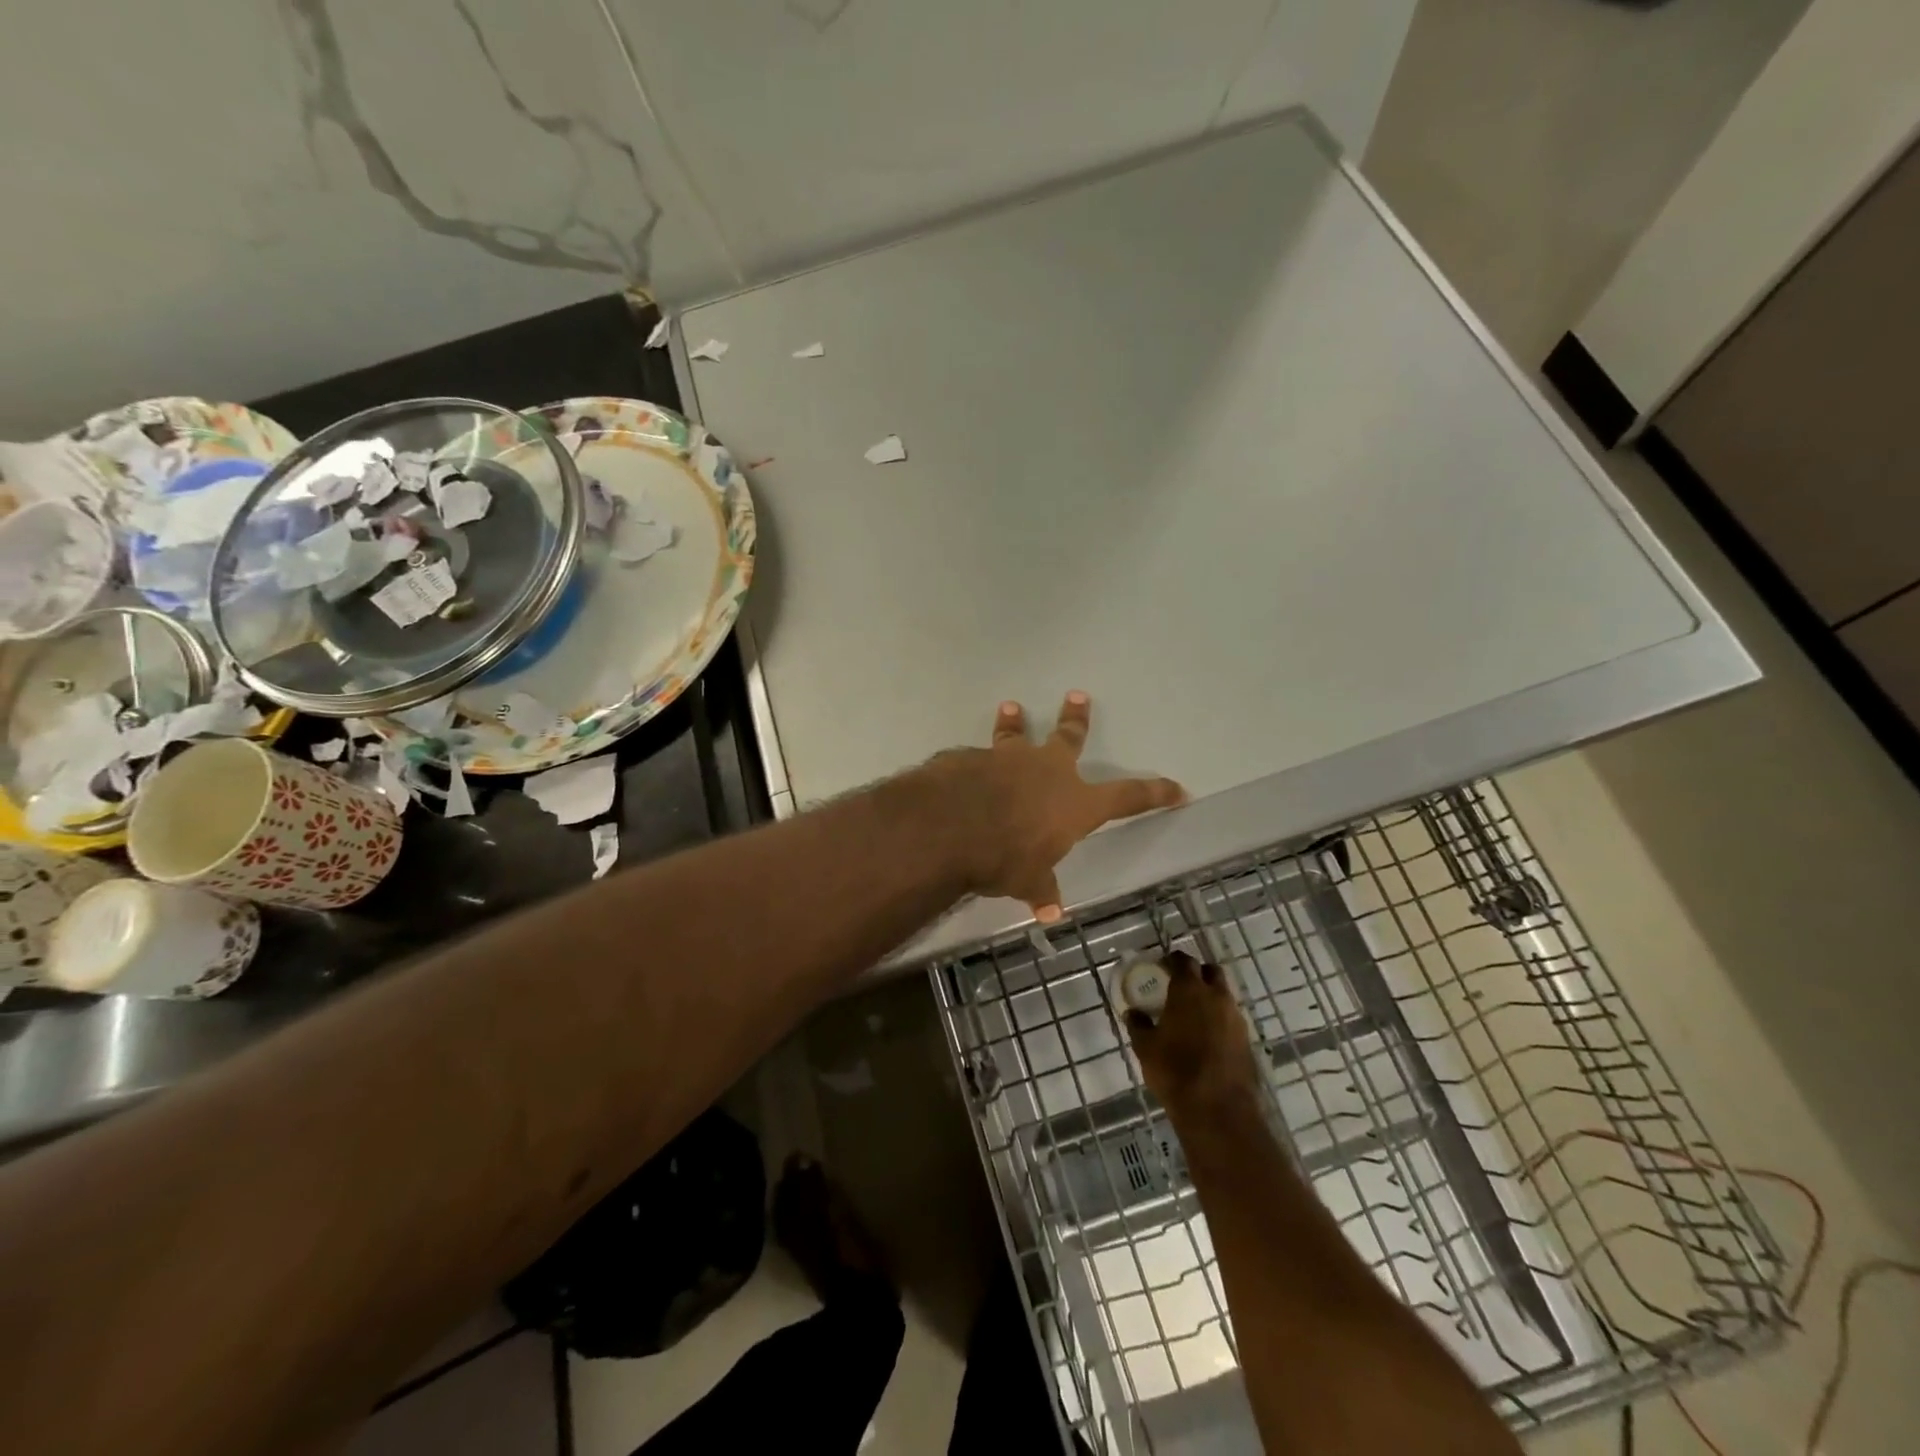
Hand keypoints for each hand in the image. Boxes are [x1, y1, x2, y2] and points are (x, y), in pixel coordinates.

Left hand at [927, 692, 1183, 921]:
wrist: (952, 824)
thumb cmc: (1005, 856)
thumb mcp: (1027, 880)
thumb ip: (1040, 889)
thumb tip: (1050, 913)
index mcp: (1075, 802)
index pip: (1128, 797)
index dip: (1155, 793)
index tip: (1177, 788)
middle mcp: (1047, 771)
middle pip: (1069, 739)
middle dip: (1076, 719)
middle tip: (1077, 696)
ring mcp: (1009, 759)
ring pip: (1016, 736)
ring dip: (1015, 723)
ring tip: (1011, 707)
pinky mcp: (973, 758)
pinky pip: (976, 758)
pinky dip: (974, 761)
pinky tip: (962, 766)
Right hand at [1126, 951, 1263, 1122]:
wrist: (1218, 1109)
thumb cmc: (1175, 1070)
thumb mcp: (1145, 1047)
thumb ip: (1138, 1025)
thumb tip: (1133, 1013)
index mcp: (1189, 990)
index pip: (1183, 961)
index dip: (1172, 960)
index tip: (1162, 966)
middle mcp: (1216, 996)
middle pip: (1210, 971)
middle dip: (1197, 973)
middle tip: (1180, 985)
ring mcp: (1235, 1018)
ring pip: (1223, 995)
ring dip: (1210, 997)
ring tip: (1192, 1014)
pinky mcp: (1246, 1040)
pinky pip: (1231, 1019)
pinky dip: (1219, 1019)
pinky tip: (1206, 1036)